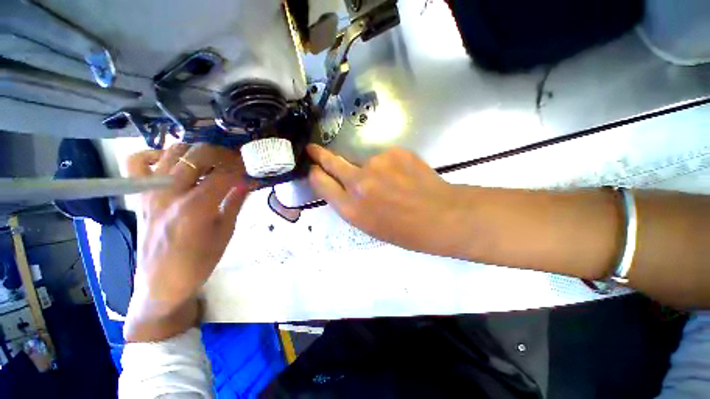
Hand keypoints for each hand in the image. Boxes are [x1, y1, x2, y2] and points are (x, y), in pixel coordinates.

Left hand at [124, 143, 250, 340]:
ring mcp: (150, 191)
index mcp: (196, 208)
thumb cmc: (199, 262)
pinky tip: (172, 163)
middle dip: (223, 154)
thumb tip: (248, 181)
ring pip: (172, 151)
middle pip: (199, 155)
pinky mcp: (139, 195)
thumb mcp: (226, 233)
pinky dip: (156, 155)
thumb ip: (235, 202)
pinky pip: (137, 161)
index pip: (225, 174)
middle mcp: (170, 193)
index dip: (242, 168)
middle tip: (235, 162)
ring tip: (210, 162)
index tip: (251, 168)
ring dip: (196, 152)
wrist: (161, 282)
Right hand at [307, 144, 469, 256]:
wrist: (442, 216)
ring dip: (370, 169)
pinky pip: (384, 158)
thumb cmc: (404, 231)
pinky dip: (389, 166)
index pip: (320, 182)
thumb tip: (341, 185)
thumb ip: (350, 204)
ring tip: (391, 183)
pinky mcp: (395, 152)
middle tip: (313, 149)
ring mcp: (377, 163)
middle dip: (320, 155)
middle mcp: (359, 183)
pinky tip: (403, 177)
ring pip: (363, 161)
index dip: (315, 174)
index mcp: (351, 208)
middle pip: (331, 162)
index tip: (314, 169)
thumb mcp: (369, 225)